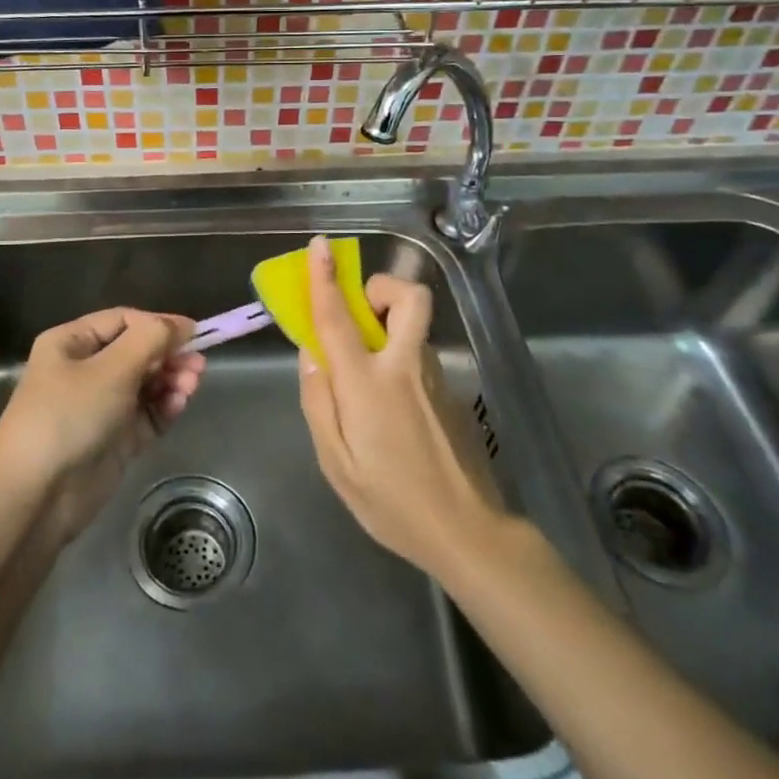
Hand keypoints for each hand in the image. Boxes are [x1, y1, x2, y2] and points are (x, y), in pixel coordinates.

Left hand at [0, 308, 204, 542]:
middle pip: (137, 352)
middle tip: (198, 364)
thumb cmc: (68, 415)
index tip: (194, 333)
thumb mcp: (111, 369)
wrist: (35, 495)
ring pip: (145, 384)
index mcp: (71, 343)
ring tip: (192, 384)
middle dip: (168, 355)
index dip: (158, 324)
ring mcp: (100, 407)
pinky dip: (164, 407)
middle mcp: (84, 371)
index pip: (123, 321)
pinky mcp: (114, 440)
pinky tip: (179, 403)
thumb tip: (182, 324)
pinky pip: (146, 415)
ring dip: (170, 380)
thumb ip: (150, 340)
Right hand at [297, 236, 505, 579]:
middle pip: (407, 298)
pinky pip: (415, 353)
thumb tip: (311, 354)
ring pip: (412, 325)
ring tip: (363, 367)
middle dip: (380, 288)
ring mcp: (433, 377)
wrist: (466, 532)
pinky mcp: (448, 391)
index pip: (340, 318)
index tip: (320, 246)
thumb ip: (318, 401)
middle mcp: (404, 367)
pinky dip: (395, 353)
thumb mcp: (335, 462)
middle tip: (358, 314)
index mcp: (368, 384)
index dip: (325, 279)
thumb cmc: (390, 502)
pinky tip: (388, 406)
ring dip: (386, 322)